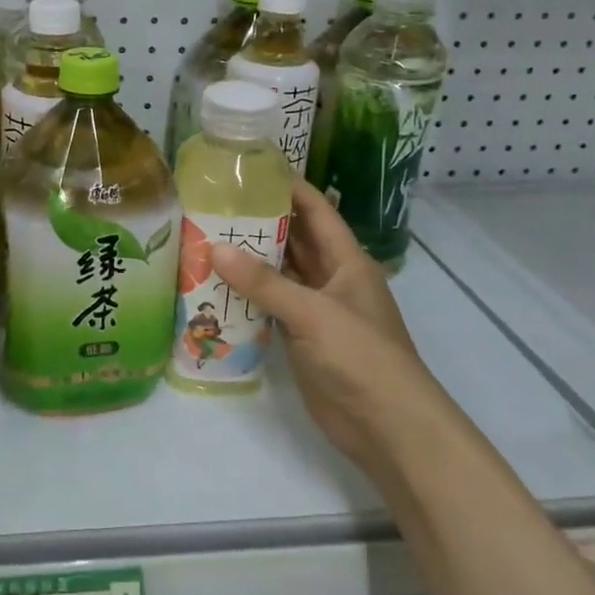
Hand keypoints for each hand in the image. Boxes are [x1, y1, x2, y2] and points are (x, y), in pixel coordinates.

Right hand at [211, 181, 425, 466]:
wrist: (388, 427)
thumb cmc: (360, 356)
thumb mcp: (312, 313)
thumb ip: (264, 282)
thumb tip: (215, 248)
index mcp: (346, 261)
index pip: (317, 212)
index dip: (290, 187)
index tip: (253, 168)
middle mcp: (332, 279)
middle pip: (295, 240)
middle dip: (261, 221)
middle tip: (215, 202)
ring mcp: (317, 310)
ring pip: (281, 274)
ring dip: (251, 259)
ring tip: (207, 235)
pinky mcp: (303, 339)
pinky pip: (272, 306)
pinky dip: (249, 295)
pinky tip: (216, 285)